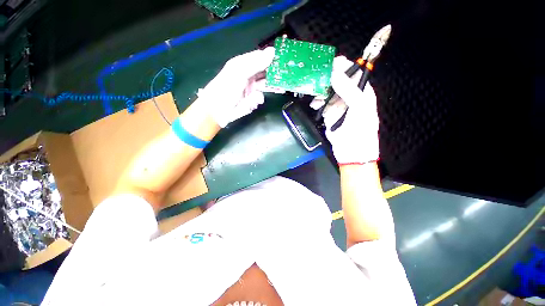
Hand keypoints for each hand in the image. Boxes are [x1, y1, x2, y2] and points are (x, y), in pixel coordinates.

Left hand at [198, 47, 276, 127]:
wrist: (218, 111)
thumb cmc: (226, 88)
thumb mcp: (240, 72)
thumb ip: (256, 63)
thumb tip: (272, 51)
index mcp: (244, 65)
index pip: (261, 58)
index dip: (271, 59)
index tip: (283, 60)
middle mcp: (249, 75)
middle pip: (265, 73)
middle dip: (273, 76)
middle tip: (283, 78)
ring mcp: (250, 89)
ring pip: (265, 86)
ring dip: (266, 90)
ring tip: (272, 91)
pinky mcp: (251, 100)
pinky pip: (259, 98)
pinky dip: (257, 100)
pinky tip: (252, 102)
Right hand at [311, 56, 379, 163]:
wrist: (351, 151)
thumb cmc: (360, 129)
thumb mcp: (359, 107)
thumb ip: (348, 89)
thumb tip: (336, 72)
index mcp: (362, 92)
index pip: (354, 73)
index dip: (344, 66)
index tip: (331, 62)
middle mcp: (350, 96)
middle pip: (339, 81)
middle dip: (328, 78)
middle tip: (318, 76)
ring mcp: (338, 105)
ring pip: (328, 92)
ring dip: (321, 91)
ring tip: (315, 93)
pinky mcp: (329, 114)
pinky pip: (322, 103)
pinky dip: (317, 102)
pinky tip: (315, 104)